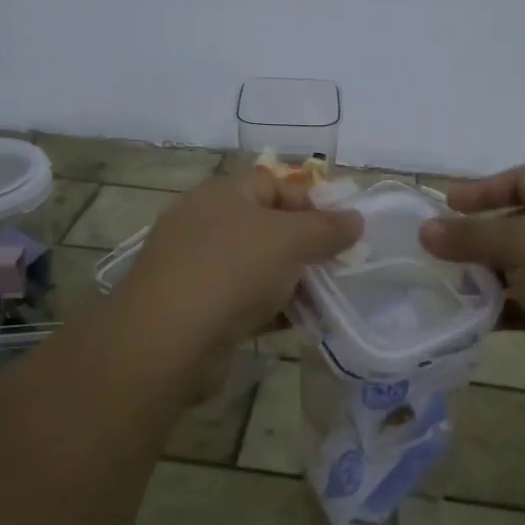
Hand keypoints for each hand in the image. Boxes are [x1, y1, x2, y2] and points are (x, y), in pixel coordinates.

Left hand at [112, 170, 361, 384]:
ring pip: (258, 267)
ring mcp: (198, 269)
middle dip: (305, 247)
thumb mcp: (289, 240)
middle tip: (337, 267)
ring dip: (292, 282)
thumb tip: (356, 219)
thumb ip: (327, 228)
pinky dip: (271, 309)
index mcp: (221, 195)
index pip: (273, 184)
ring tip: (325, 300)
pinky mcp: (197, 309)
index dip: (309, 202)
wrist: (168, 341)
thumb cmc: (232, 271)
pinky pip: (244, 301)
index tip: (340, 230)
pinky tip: (299, 323)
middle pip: (267, 227)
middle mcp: (205, 225)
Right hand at [420, 165, 524, 397]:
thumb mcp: (519, 244)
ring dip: (492, 275)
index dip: (483, 190)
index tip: (446, 205)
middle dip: (482, 238)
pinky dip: (509, 306)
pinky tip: (478, 317)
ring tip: (454, 286)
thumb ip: (469, 236)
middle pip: (523, 223)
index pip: (523, 179)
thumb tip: (425, 230)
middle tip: (444, 251)